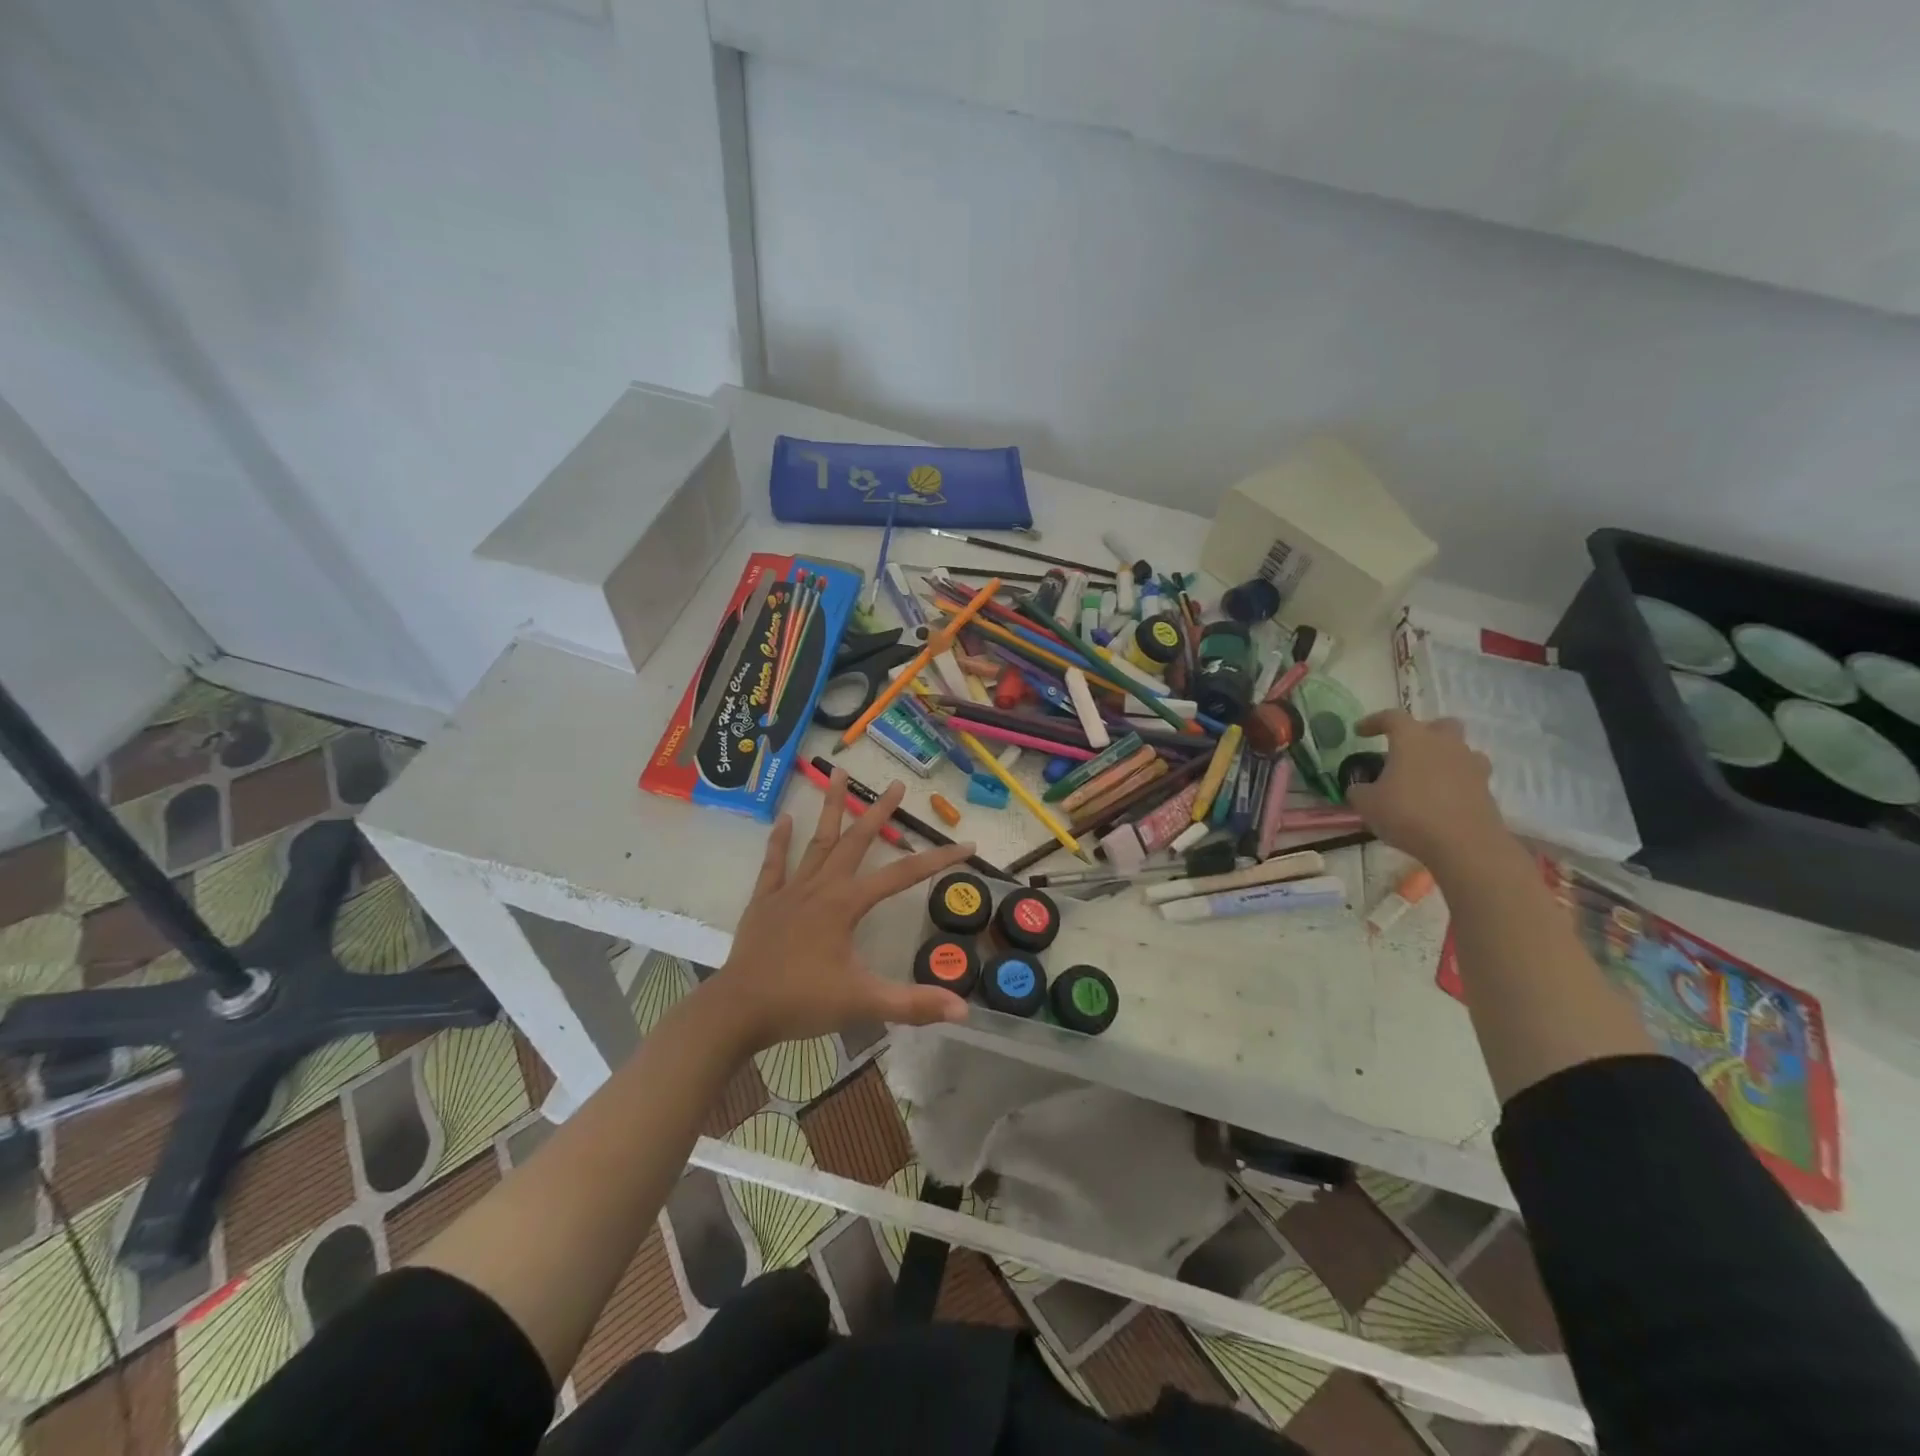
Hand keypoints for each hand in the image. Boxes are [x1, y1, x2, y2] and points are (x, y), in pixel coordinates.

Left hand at [707, 767, 976, 1052]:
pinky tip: (785, 818)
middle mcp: (821, 887)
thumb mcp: (863, 1004)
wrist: (738, 1011)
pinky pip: (774, 863)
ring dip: (830, 807)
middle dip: (879, 812)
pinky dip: (779, 840)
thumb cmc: (802, 1002)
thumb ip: (913, 1004)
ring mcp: (790, 890)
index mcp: (846, 905)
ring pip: (817, 840)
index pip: (903, 875)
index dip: (938, 859)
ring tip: (839, 774)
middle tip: (898, 784)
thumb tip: (964, 1010)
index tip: (966, 845)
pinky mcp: (765, 901)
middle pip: (856, 841)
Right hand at [1347, 710, 1506, 868]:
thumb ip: (1359, 789)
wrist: (1463, 844)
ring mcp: (1470, 766)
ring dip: (1443, 757)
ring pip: (1459, 750)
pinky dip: (1455, 782)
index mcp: (1413, 740)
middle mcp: (1445, 745)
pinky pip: (1468, 776)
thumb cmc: (1408, 814)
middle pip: (1439, 725)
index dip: (1374, 722)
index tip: (1360, 732)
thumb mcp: (1366, 803)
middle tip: (1405, 751)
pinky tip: (1441, 799)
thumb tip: (1361, 787)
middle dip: (1422, 733)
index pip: (1392, 717)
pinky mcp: (1486, 789)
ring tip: (1425, 777)